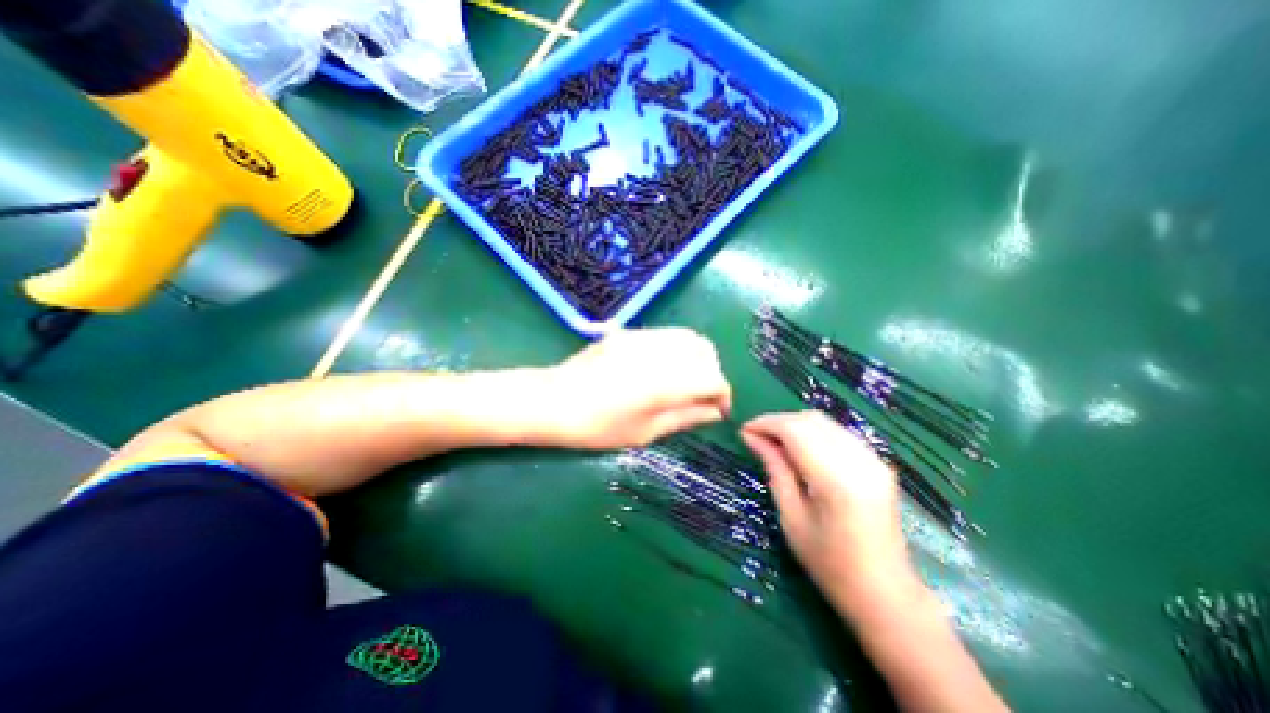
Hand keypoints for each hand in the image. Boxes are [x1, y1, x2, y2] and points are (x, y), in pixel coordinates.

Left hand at [538, 326, 734, 448]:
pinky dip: (676, 349)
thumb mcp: (646, 431)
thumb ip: (685, 417)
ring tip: (683, 381)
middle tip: (699, 395)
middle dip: (711, 373)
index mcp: (667, 382)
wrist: (555, 400)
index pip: (714, 379)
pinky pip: (666, 335)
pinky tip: (660, 368)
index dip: (722, 396)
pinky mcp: (630, 332)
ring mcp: (644, 337)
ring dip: (695, 358)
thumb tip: (714, 412)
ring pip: (688, 337)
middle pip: (705, 351)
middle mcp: (661, 352)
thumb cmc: (599, 427)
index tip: (717, 411)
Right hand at [741, 409, 918, 614]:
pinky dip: (813, 433)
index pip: (795, 430)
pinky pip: (838, 433)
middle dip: (778, 422)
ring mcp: (874, 460)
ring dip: (795, 425)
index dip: (766, 423)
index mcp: (836, 480)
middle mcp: (860, 461)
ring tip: (774, 442)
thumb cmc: (829, 564)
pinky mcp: (879, 463)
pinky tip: (800, 449)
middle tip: (756, 437)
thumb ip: (775, 469)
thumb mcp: (792, 517)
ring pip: (825, 422)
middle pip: (810, 420)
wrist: (885, 594)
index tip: (744, 430)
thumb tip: (752, 437)